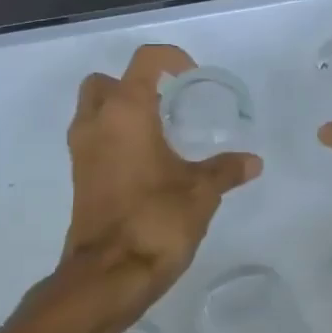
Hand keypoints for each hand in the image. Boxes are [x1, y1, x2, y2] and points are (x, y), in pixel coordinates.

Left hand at [51, 44, 261, 332]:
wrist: (109, 274)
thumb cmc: (156, 219)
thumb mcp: (201, 191)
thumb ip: (226, 170)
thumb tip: (253, 162)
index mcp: (126, 111)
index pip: (144, 60)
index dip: (170, 59)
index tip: (191, 77)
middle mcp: (97, 122)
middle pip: (105, 81)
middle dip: (132, 84)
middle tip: (166, 103)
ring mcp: (81, 150)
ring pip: (93, 110)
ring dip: (119, 111)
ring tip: (159, 132)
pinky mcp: (78, 176)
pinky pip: (93, 139)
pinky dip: (113, 137)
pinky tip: (145, 162)